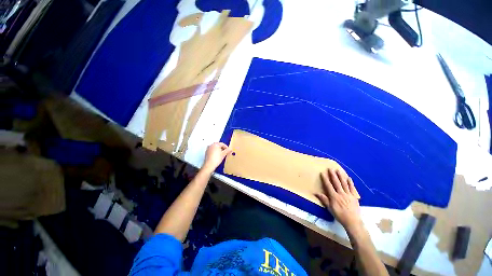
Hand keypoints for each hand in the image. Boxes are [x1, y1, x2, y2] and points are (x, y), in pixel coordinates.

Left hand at [202, 142, 231, 171]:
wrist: (209, 165)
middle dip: (223, 149)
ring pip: (215, 148)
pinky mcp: (207, 152)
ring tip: (222, 155)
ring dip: (219, 150)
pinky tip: (217, 156)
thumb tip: (230, 148)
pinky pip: (212, 151)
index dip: (227, 147)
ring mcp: (208, 149)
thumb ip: (228, 150)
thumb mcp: (224, 154)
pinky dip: (216, 152)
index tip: (229, 151)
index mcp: (215, 144)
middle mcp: (211, 145)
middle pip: (219, 146)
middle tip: (226, 153)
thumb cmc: (216, 159)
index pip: (223, 144)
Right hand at [315, 168, 362, 232]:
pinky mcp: (354, 196)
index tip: (322, 173)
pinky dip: (350, 183)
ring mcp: (348, 195)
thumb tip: (316, 193)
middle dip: (333, 175)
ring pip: (344, 184)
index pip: (329, 186)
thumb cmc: (340, 215)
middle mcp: (341, 194)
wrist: (353, 221)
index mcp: (334, 196)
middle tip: (331, 169)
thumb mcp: (330, 208)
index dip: (325, 179)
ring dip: (341, 176)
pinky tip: (349, 178)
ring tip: (338, 170)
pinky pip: (352, 188)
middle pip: (336, 183)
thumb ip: (324, 200)